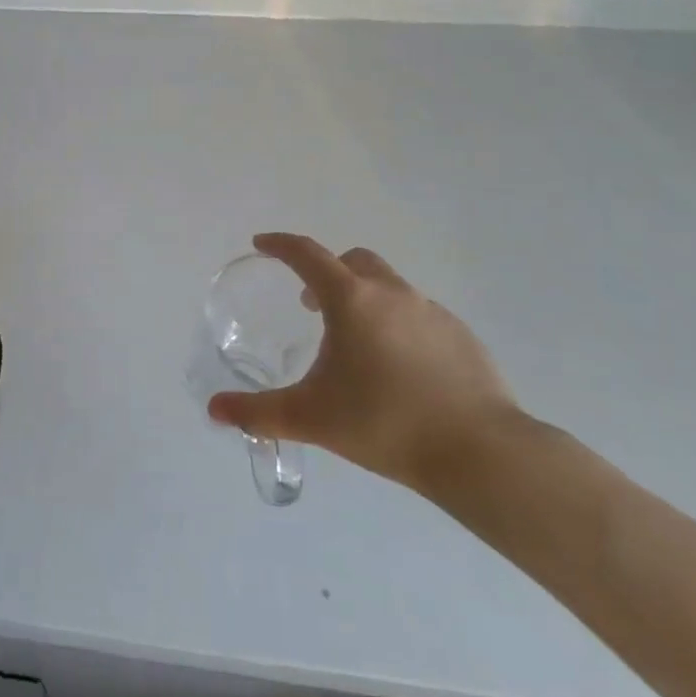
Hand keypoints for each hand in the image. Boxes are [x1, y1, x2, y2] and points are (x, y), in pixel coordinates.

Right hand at [206, 233, 523, 495]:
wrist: (481, 453)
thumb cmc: (385, 423)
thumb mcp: (311, 419)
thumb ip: (258, 413)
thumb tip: (214, 410)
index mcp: (351, 300)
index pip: (307, 254)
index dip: (280, 245)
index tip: (262, 244)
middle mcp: (391, 294)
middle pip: (352, 261)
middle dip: (326, 271)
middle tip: (310, 305)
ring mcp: (431, 312)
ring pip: (388, 287)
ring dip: (364, 299)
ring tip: (355, 344)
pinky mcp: (461, 336)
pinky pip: (418, 315)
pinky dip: (398, 324)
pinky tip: (399, 368)